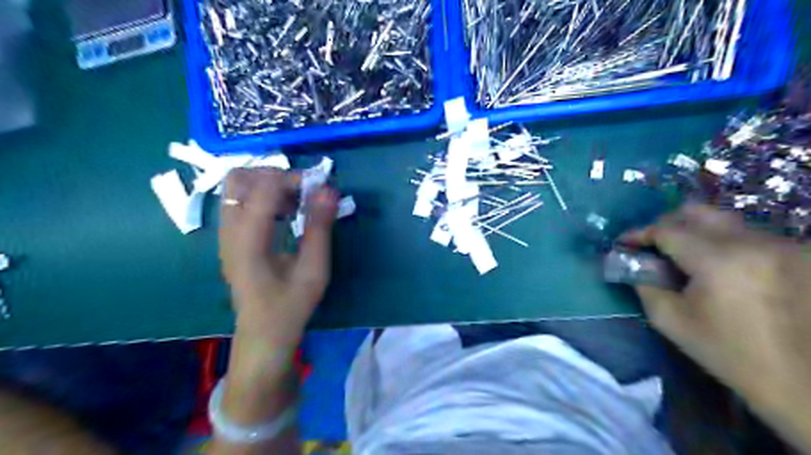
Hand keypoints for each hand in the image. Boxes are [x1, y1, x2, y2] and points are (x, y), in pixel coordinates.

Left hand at [218, 167, 337, 348]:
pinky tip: (284, 213)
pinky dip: (262, 197)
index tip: (320, 186)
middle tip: (303, 190)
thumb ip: (319, 227)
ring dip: (267, 185)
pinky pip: (240, 202)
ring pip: (237, 188)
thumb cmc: (290, 305)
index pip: (264, 188)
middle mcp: (229, 231)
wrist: (263, 333)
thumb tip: (329, 190)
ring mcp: (225, 234)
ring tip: (296, 202)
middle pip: (239, 178)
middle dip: (274, 175)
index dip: (293, 179)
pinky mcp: (230, 239)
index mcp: (248, 240)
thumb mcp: (314, 269)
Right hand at [630, 205, 810, 451]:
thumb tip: (632, 261)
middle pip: (698, 212)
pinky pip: (748, 235)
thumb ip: (644, 284)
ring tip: (682, 256)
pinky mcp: (800, 255)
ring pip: (724, 221)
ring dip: (695, 232)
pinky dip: (722, 243)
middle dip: (666, 224)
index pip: (668, 230)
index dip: (639, 233)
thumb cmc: (731, 354)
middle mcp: (755, 243)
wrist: (806, 383)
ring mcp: (784, 246)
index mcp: (719, 261)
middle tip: (652, 245)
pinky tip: (717, 267)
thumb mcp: (671, 321)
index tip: (623, 242)